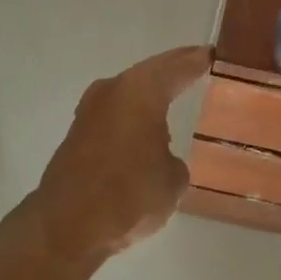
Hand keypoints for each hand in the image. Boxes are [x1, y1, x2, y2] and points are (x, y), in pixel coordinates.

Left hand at [32, 45, 212, 260]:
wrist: (67, 226)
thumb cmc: (129, 195)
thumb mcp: (173, 180)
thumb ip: (173, 160)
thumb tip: (160, 159)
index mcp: (141, 91)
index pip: (178, 67)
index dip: (197, 60)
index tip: (213, 53)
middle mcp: (113, 91)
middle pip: (150, 72)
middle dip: (173, 68)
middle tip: (198, 62)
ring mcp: (90, 111)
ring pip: (130, 92)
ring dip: (150, 91)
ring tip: (176, 91)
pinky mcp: (78, 134)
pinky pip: (116, 113)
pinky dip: (134, 113)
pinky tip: (147, 124)